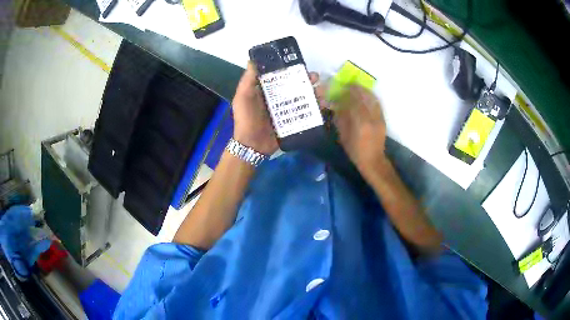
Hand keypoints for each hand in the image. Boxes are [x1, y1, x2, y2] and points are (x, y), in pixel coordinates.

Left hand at [232, 62, 324, 154]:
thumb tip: (252, 59)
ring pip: (304, 97)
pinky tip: (323, 105)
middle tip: (315, 77)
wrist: (252, 145)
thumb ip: (248, 80)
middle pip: (296, 85)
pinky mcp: (294, 121)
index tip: (300, 64)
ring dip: (315, 92)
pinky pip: (307, 112)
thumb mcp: (243, 97)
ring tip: (322, 91)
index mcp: (267, 90)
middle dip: (307, 79)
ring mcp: (288, 110)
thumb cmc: (246, 119)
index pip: (282, 75)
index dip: (291, 69)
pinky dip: (317, 108)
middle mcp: (279, 97)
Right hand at [332, 86, 386, 178]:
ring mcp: (378, 118)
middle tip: (350, 85)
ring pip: (372, 99)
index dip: (348, 92)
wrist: (373, 160)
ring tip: (358, 89)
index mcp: (360, 122)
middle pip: (365, 98)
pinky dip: (371, 98)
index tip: (343, 87)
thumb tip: (338, 104)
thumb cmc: (355, 150)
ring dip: (365, 92)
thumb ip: (341, 119)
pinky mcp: (382, 119)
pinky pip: (377, 104)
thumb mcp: (343, 136)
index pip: (354, 101)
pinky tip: (367, 96)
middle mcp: (371, 118)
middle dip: (357, 89)